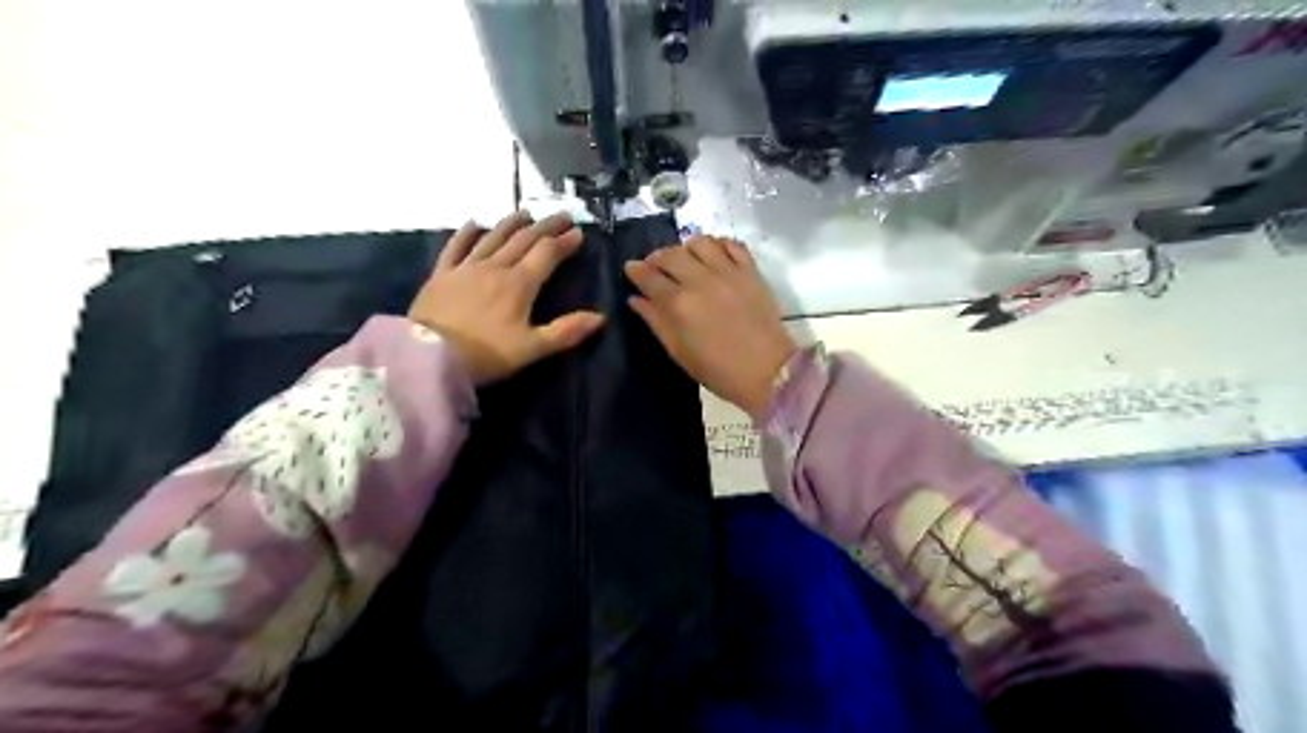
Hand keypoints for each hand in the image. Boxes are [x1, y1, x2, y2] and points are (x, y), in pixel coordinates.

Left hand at [407, 209, 607, 386]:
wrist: (429, 358)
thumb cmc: (485, 355)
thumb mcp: (531, 348)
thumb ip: (566, 331)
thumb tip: (600, 317)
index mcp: (519, 284)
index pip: (547, 254)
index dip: (564, 242)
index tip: (578, 233)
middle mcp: (495, 268)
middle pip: (524, 240)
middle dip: (546, 227)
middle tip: (562, 216)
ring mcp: (466, 268)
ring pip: (493, 238)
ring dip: (512, 223)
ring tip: (525, 214)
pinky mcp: (442, 275)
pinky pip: (456, 247)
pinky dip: (467, 233)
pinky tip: (475, 223)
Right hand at [626, 236, 797, 418]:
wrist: (767, 371)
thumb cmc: (718, 370)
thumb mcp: (678, 352)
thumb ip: (656, 321)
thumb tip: (636, 299)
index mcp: (678, 304)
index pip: (649, 277)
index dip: (636, 270)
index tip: (631, 268)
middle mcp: (700, 281)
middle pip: (671, 254)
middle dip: (657, 257)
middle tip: (656, 266)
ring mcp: (728, 272)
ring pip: (700, 242)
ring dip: (687, 247)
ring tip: (686, 259)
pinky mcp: (751, 271)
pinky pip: (733, 244)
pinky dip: (719, 245)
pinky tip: (714, 256)